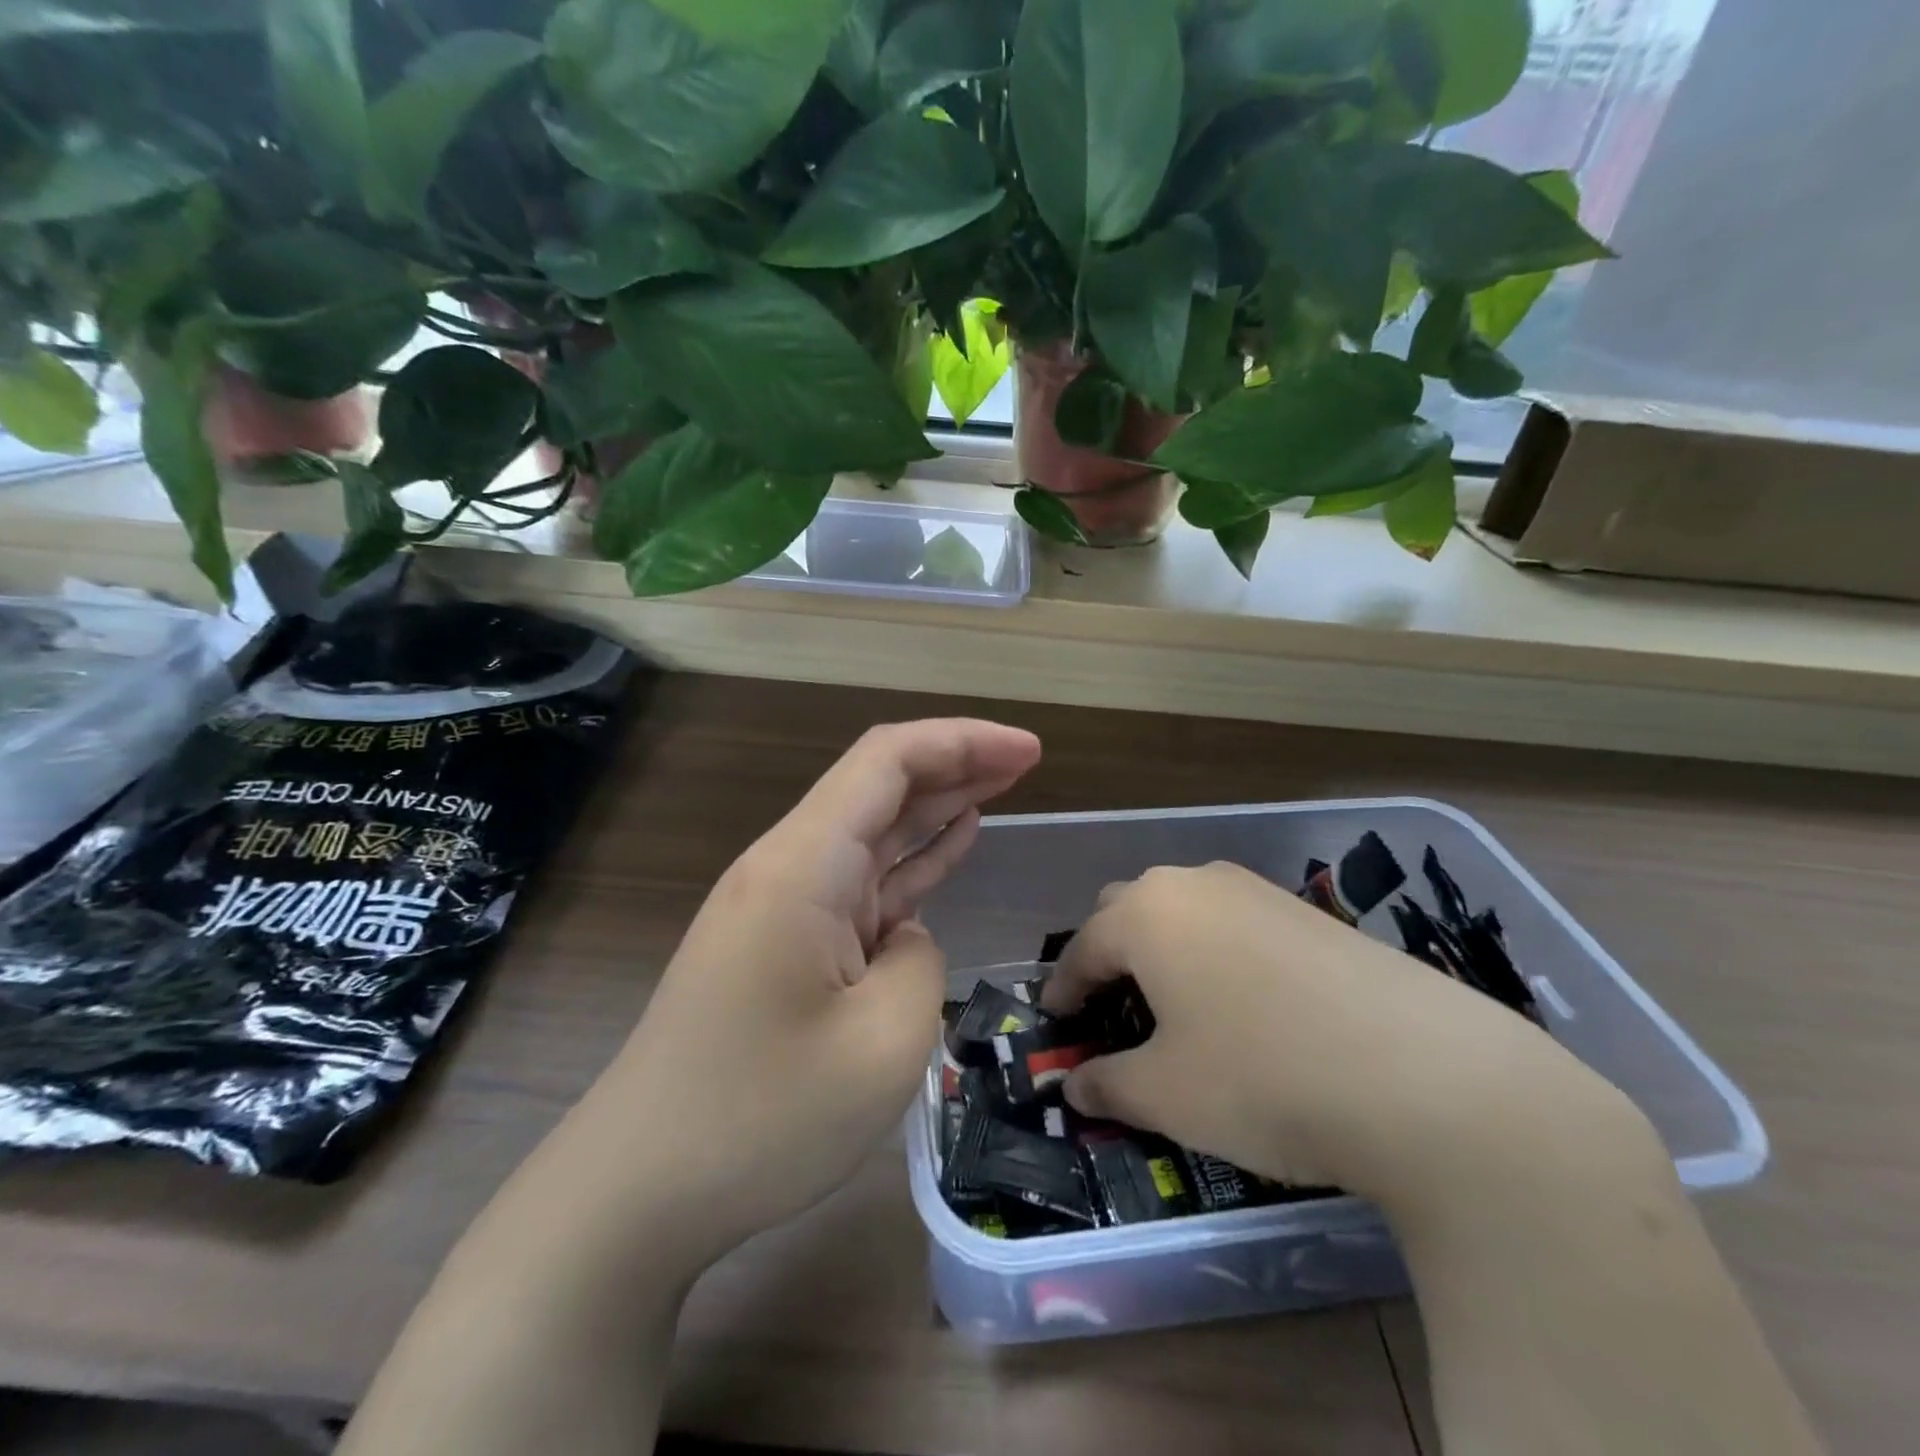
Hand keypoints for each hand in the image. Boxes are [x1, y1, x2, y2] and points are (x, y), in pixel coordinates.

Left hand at [596, 719, 1040, 1262]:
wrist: (638, 1189)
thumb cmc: (760, 1118)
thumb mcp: (882, 1044)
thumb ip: (919, 961)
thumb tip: (905, 937)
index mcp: (803, 865)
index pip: (886, 763)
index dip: (961, 741)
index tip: (1028, 749)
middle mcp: (789, 867)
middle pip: (880, 786)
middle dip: (956, 762)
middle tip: (1028, 759)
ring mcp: (785, 906)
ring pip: (874, 832)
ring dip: (938, 805)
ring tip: (1004, 785)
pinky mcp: (787, 944)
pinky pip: (861, 884)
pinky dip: (911, 859)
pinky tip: (952, 842)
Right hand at [1041, 862, 1645, 1210]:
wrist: (1430, 1077)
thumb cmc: (1263, 1078)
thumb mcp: (1167, 1095)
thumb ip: (1107, 1086)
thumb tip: (1075, 1088)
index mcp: (1147, 913)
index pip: (1083, 948)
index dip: (1063, 989)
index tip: (1057, 1023)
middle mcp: (1196, 884)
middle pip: (1129, 911)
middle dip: (1111, 957)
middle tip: (1114, 1010)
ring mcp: (1260, 891)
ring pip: (1187, 912)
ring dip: (1167, 951)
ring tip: (1179, 1007)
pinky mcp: (1312, 913)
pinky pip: (1238, 924)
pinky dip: (1219, 955)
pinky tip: (1247, 1005)